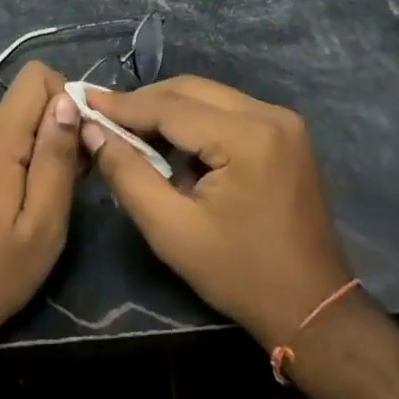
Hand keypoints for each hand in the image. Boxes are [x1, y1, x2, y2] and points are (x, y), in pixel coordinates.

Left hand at [0, 62, 81, 373]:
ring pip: (13, 125)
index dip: (67, 98)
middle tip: (69, 184)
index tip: (80, 144)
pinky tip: (17, 209)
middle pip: (27, 101)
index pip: (36, 75)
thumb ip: (57, 157)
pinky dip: (17, 163)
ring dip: (38, 150)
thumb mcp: (43, 223)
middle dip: (57, 129)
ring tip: (45, 203)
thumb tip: (69, 100)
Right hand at [84, 76, 351, 349]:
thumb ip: (128, 174)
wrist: (312, 307)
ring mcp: (284, 120)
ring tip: (132, 129)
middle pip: (193, 90)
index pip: (172, 107)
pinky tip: (174, 143)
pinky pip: (229, 110)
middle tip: (104, 114)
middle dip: (145, 101)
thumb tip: (93, 130)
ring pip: (210, 96)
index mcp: (247, 137)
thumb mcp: (172, 231)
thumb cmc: (239, 274)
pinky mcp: (287, 132)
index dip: (124, 104)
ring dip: (170, 109)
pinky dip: (197, 120)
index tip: (85, 99)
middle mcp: (270, 114)